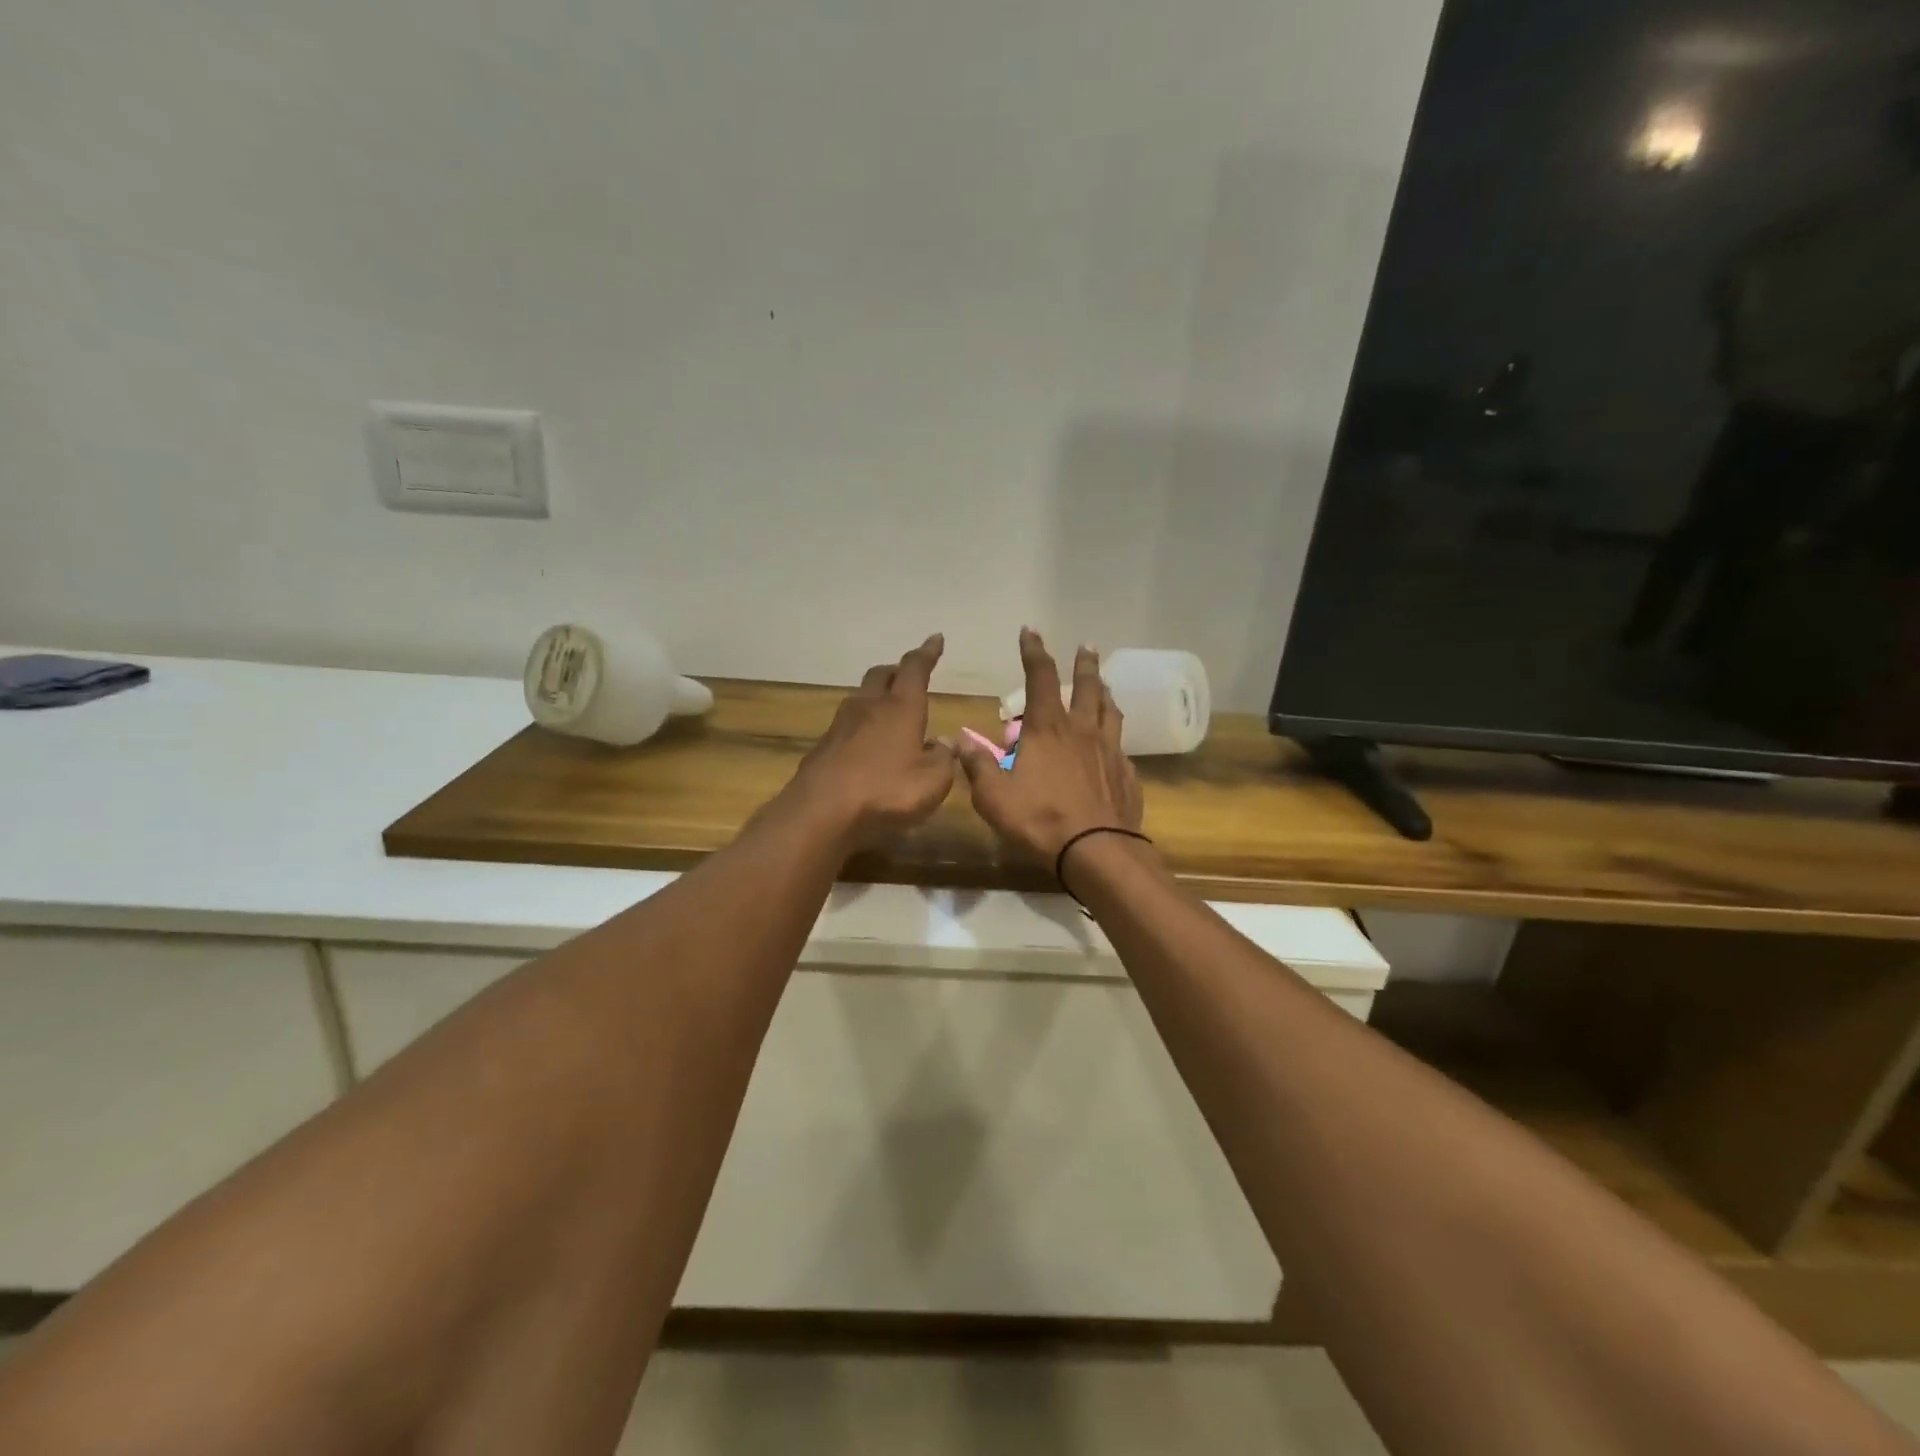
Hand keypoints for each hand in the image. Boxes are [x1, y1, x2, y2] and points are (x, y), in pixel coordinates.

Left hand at [783, 634, 957, 848]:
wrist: (821, 812)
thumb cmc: (886, 792)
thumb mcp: (932, 782)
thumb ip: (943, 759)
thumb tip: (944, 743)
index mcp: (901, 708)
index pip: (915, 669)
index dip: (927, 653)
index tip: (935, 639)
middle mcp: (869, 707)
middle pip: (882, 675)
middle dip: (897, 671)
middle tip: (909, 676)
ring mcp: (841, 725)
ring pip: (861, 697)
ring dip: (876, 697)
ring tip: (889, 710)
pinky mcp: (823, 747)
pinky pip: (847, 725)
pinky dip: (862, 726)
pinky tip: (868, 744)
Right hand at [956, 630, 1142, 863]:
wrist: (1098, 850)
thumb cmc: (1040, 820)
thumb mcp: (994, 797)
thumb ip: (978, 765)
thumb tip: (962, 739)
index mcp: (1048, 728)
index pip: (1040, 677)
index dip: (1033, 651)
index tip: (1030, 631)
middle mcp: (1082, 730)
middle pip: (1087, 685)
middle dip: (1084, 663)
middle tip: (1087, 646)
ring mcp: (1110, 750)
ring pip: (1110, 709)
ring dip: (1104, 691)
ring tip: (1103, 683)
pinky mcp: (1127, 773)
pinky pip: (1121, 744)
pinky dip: (1114, 734)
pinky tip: (1112, 742)